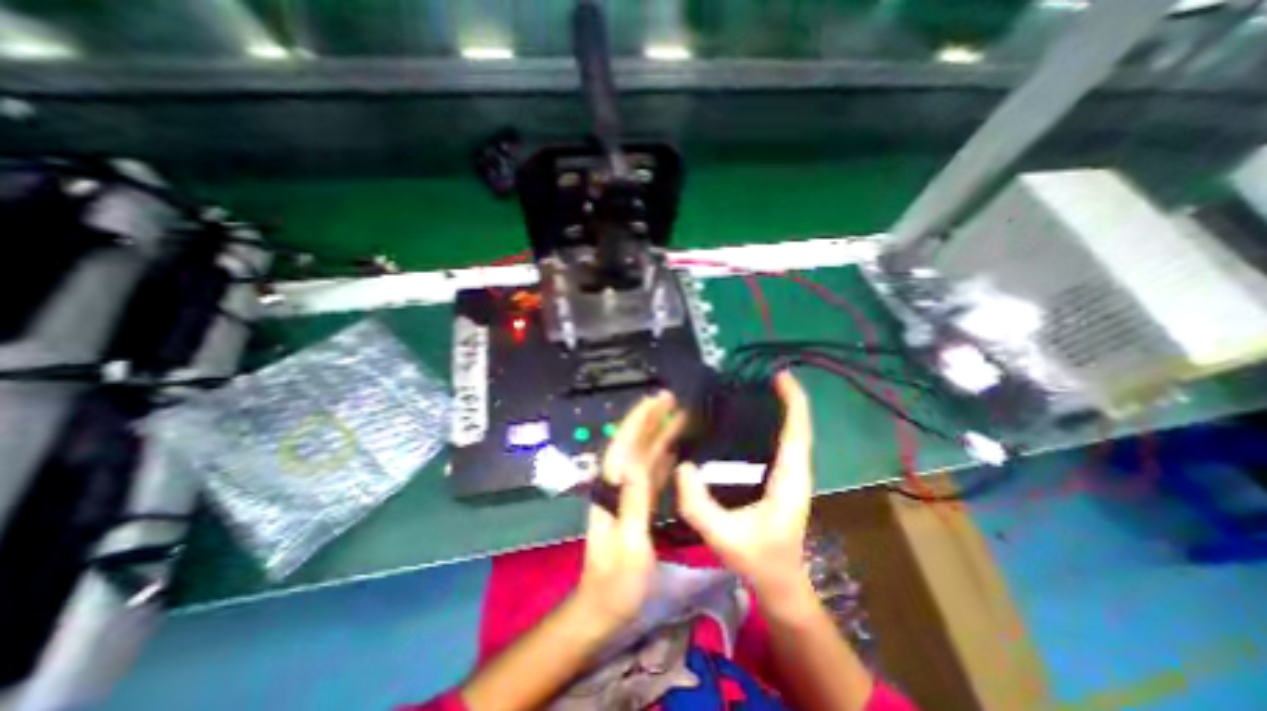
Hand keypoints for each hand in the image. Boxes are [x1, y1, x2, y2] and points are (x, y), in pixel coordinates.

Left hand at [578, 394, 687, 633]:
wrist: (604, 608)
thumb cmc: (617, 581)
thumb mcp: (628, 543)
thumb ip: (632, 501)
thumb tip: (635, 461)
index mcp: (613, 490)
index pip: (625, 446)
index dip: (639, 420)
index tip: (655, 401)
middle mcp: (618, 485)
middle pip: (635, 445)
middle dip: (651, 420)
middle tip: (672, 400)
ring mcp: (627, 495)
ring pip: (645, 456)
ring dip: (659, 435)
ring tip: (678, 417)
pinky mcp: (637, 505)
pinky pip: (651, 474)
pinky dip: (663, 458)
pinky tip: (674, 449)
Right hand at [672, 376, 810, 601]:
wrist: (780, 584)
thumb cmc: (758, 561)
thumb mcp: (722, 535)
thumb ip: (699, 505)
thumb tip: (682, 466)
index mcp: (789, 479)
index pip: (797, 431)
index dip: (793, 401)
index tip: (780, 375)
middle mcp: (796, 471)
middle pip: (798, 426)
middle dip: (786, 398)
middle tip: (758, 376)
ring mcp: (791, 475)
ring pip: (792, 433)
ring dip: (781, 409)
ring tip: (753, 389)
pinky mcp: (782, 479)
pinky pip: (782, 443)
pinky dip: (774, 424)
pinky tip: (749, 419)